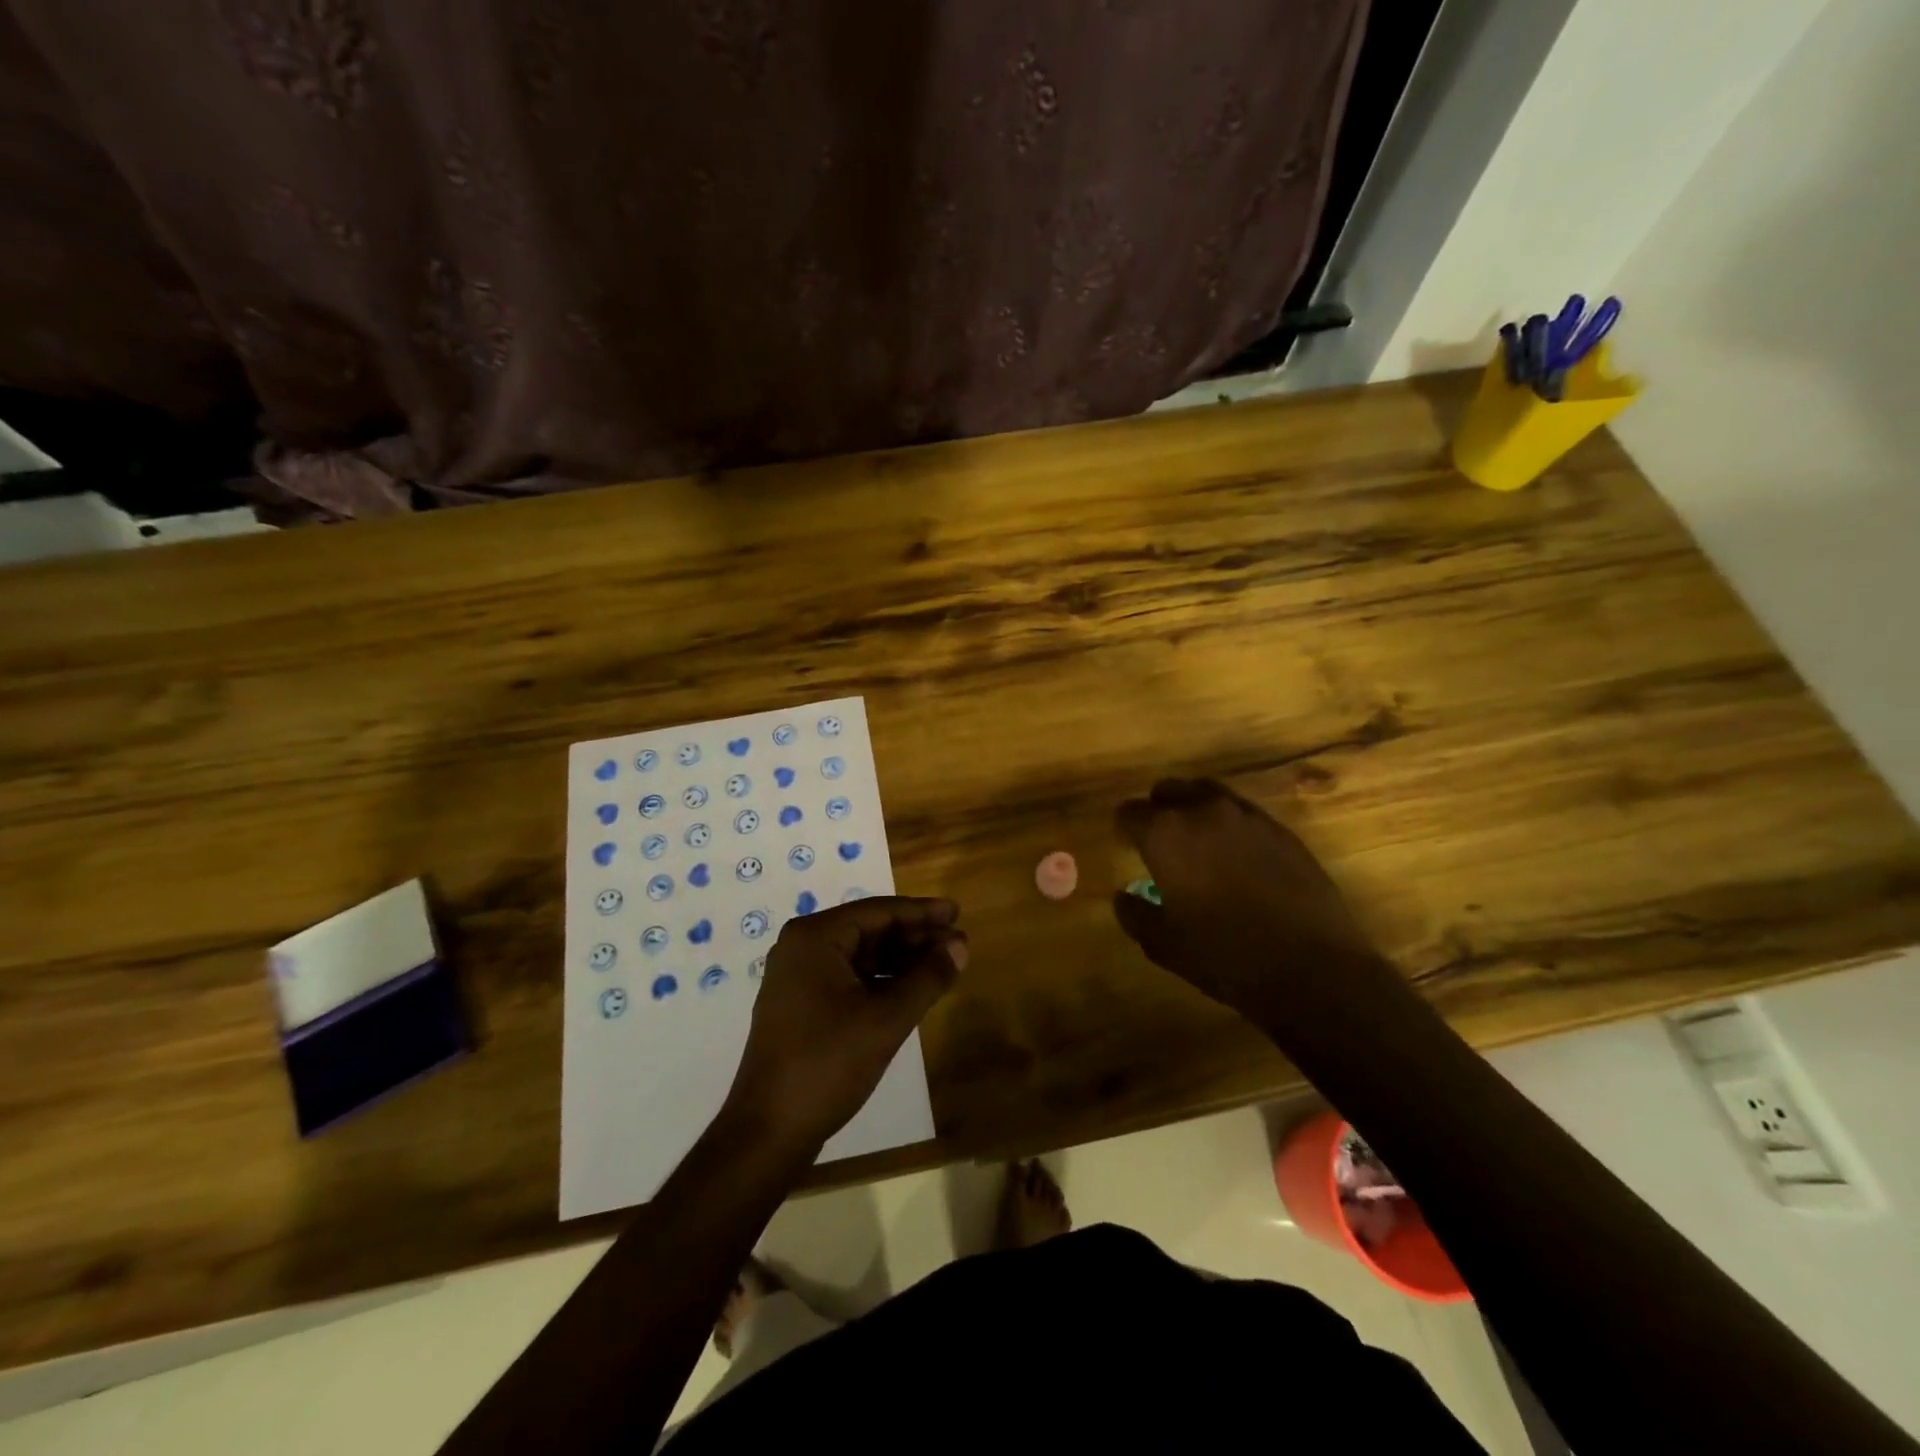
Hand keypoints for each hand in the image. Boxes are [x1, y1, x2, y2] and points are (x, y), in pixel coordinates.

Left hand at [723, 897, 966, 1156]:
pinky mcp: (802, 1005)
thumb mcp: (886, 1020)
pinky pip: (850, 978)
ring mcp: (799, 977)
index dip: (922, 913)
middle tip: (958, 943)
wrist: (768, 1131)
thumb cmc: (827, 1064)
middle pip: (870, 930)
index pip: (879, 912)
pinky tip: (912, 990)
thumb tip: (961, 946)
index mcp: (815, 938)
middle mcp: (802, 947)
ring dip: (902, 960)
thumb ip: (927, 978)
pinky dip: (882, 981)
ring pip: (861, 956)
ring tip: (943, 966)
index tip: (958, 912)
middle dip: (915, 937)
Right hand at [1112, 778, 1392, 1016]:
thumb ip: (1134, 914)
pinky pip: (1244, 813)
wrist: (1313, 968)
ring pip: (1208, 793)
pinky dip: (1231, 825)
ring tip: (1197, 842)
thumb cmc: (1224, 956)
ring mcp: (1248, 817)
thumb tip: (1122, 897)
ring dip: (1195, 809)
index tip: (1124, 845)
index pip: (1129, 812)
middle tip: (1158, 841)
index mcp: (1166, 834)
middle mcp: (1204, 811)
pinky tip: (1237, 858)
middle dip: (1158, 809)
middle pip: (1169, 790)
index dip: (1123, 828)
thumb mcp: (1164, 945)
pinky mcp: (1283, 831)